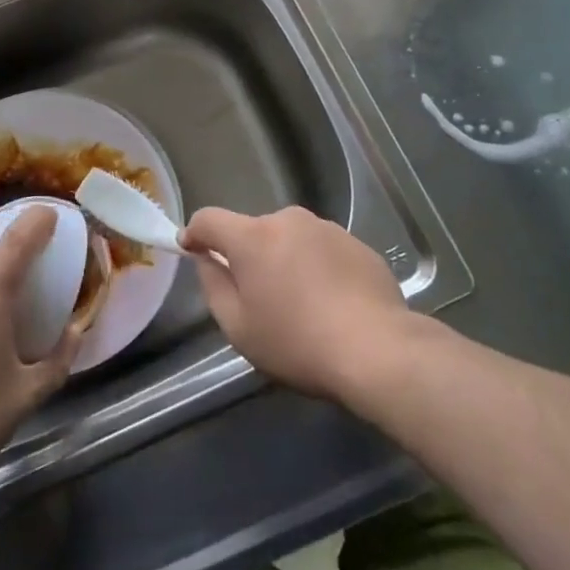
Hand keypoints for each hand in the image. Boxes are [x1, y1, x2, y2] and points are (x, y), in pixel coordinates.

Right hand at [180, 206, 415, 402]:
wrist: (378, 350)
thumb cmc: (297, 342)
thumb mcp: (238, 327)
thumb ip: (213, 286)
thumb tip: (206, 260)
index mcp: (252, 236)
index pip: (209, 219)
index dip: (195, 232)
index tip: (192, 250)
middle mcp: (287, 220)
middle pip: (254, 231)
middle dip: (249, 256)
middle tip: (259, 297)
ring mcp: (326, 228)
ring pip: (290, 239)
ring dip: (285, 260)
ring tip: (301, 303)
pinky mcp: (357, 243)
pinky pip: (322, 250)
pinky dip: (317, 268)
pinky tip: (332, 303)